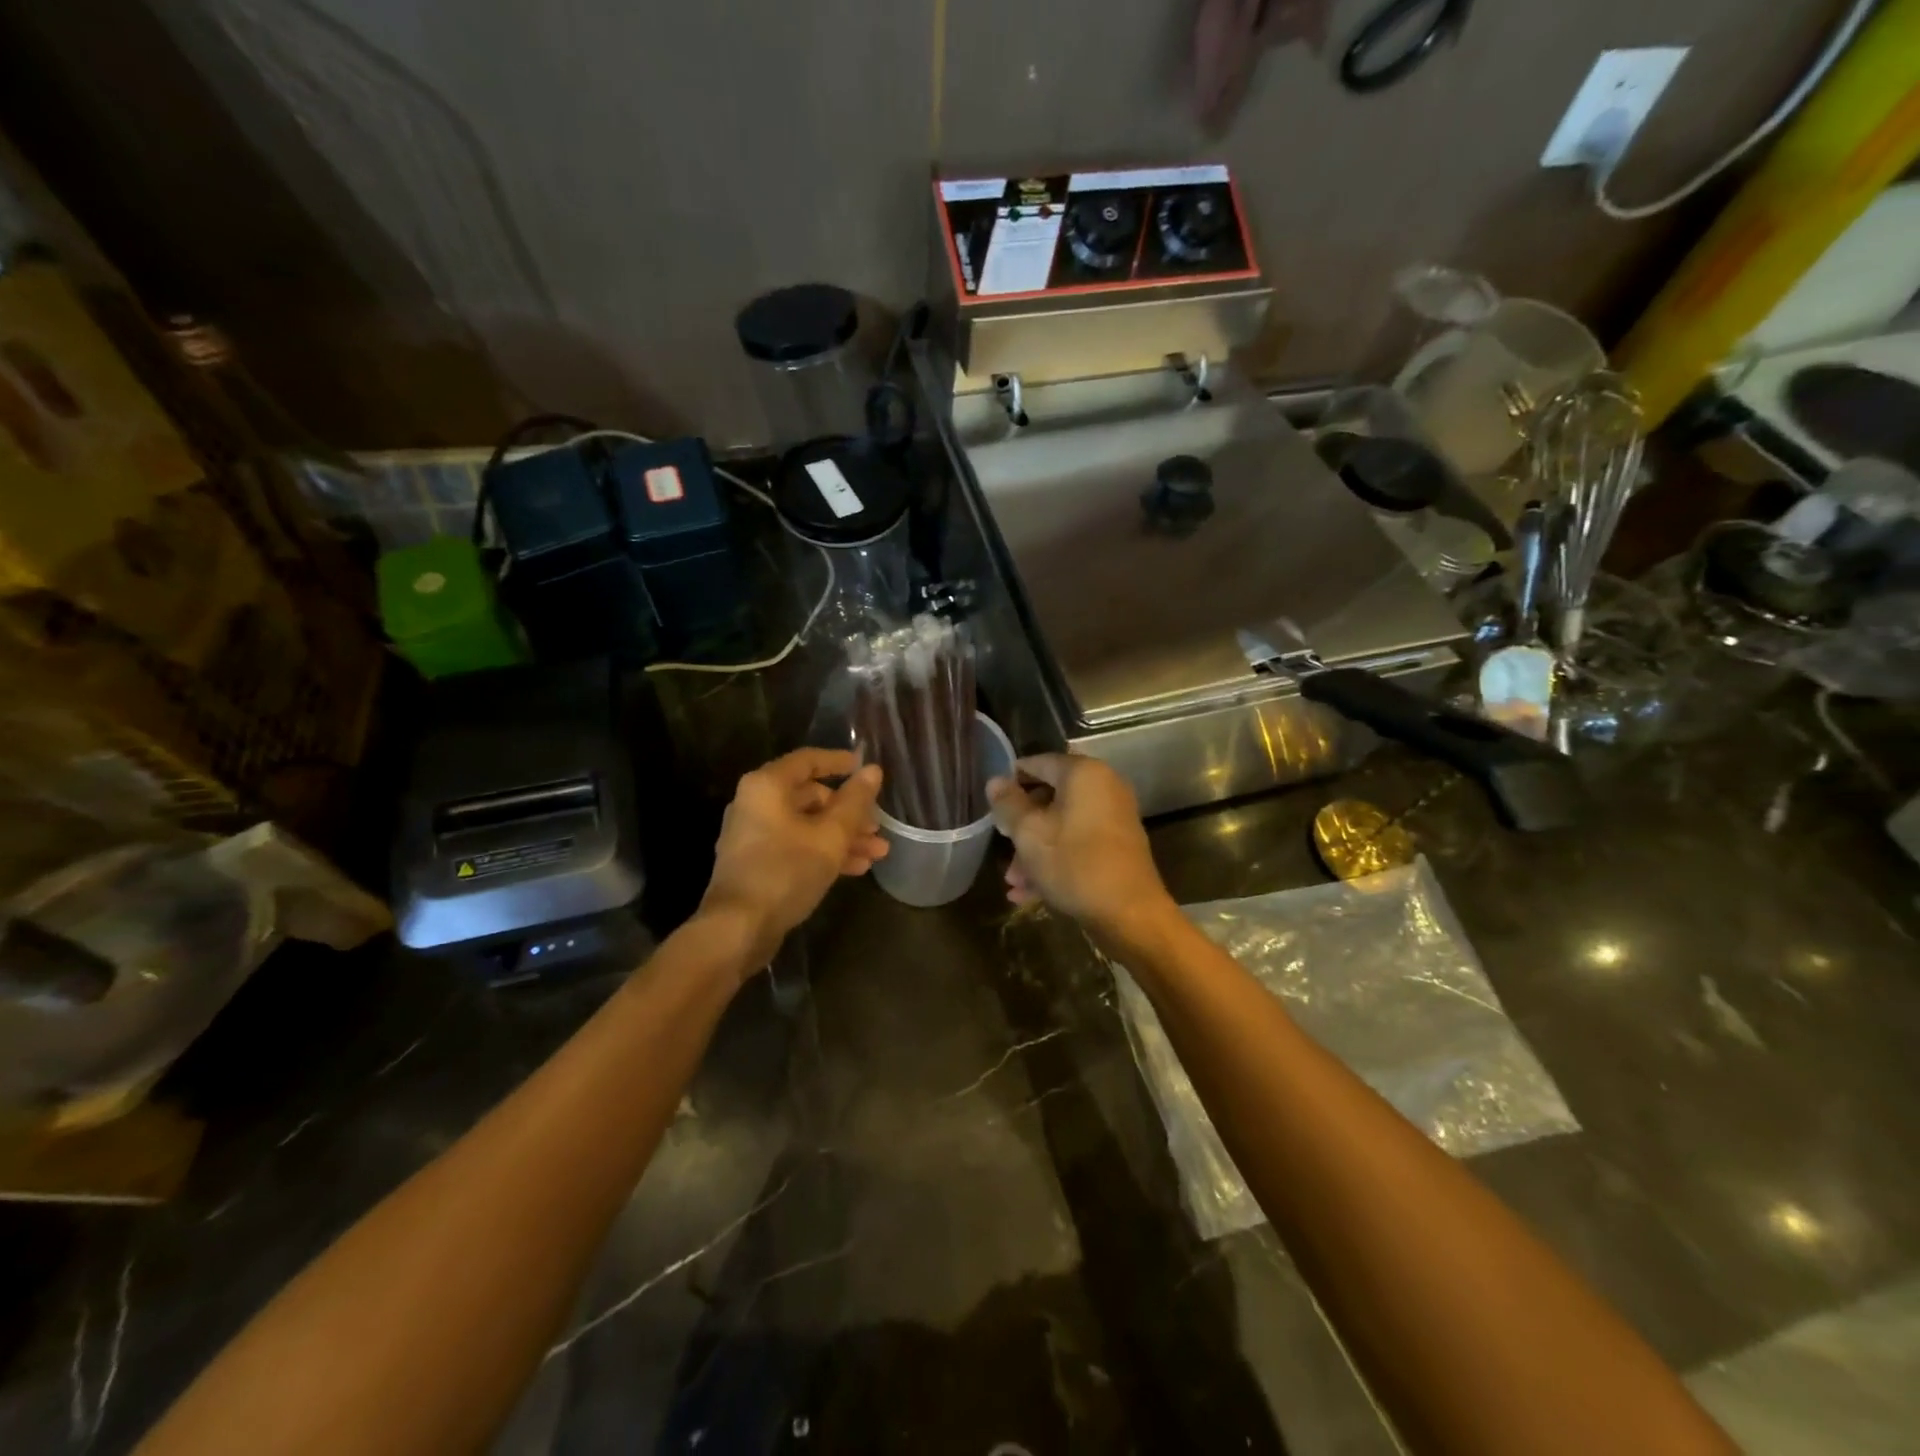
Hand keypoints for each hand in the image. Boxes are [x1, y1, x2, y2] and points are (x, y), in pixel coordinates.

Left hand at [700, 749, 886, 969]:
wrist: (739, 928)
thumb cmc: (786, 870)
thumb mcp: (831, 835)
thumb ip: (855, 802)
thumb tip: (873, 770)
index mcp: (768, 786)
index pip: (808, 760)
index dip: (840, 762)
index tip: (866, 769)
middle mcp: (756, 804)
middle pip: (810, 796)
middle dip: (849, 812)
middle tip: (877, 827)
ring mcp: (754, 835)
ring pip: (807, 825)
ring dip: (843, 837)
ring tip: (877, 853)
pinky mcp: (757, 863)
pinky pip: (796, 846)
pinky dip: (824, 852)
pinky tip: (855, 868)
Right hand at [986, 754, 1173, 937]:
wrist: (1130, 914)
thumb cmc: (1074, 864)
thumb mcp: (1029, 834)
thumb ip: (1008, 804)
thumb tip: (995, 781)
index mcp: (1083, 774)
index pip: (1038, 763)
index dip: (1011, 780)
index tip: (991, 803)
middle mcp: (1103, 787)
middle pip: (1050, 796)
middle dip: (1021, 825)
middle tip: (1001, 845)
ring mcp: (1114, 817)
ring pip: (1062, 825)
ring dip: (1034, 850)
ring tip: (1013, 882)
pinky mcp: (1118, 846)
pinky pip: (1078, 843)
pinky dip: (1055, 860)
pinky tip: (1029, 893)